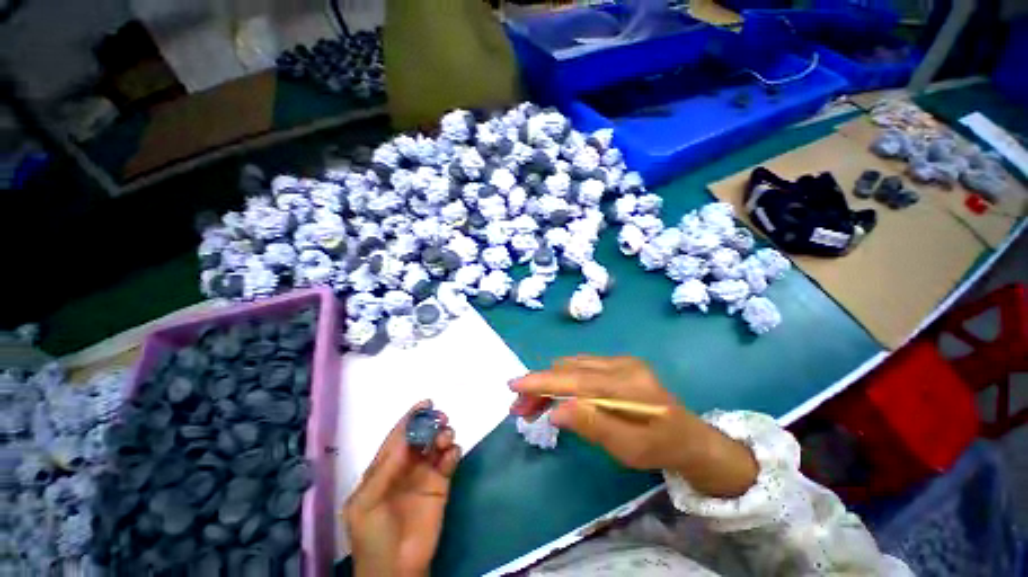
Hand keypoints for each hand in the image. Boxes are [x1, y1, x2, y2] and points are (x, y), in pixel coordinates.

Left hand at [343, 400, 461, 576]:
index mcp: (384, 468)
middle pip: (421, 436)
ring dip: (443, 435)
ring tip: (446, 438)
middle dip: (431, 423)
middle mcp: (406, 466)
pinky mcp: (442, 484)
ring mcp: (425, 475)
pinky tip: (452, 454)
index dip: (410, 418)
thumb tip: (407, 437)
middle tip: (441, 418)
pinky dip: (453, 452)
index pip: (398, 436)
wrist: (396, 569)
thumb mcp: (365, 503)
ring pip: (437, 445)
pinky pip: (450, 461)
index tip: (426, 403)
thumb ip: (384, 469)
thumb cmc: (373, 535)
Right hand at [510, 356, 757, 497]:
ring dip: (548, 382)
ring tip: (532, 405)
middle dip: (539, 386)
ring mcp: (619, 361)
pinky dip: (562, 379)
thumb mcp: (629, 449)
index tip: (514, 386)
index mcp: (627, 385)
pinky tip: (556, 395)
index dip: (542, 382)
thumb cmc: (661, 447)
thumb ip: (593, 426)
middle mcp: (620, 364)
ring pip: (571, 365)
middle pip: (569, 369)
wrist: (689, 436)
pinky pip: (580, 367)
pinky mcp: (616, 364)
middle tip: (519, 408)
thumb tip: (555, 411)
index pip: (575, 379)